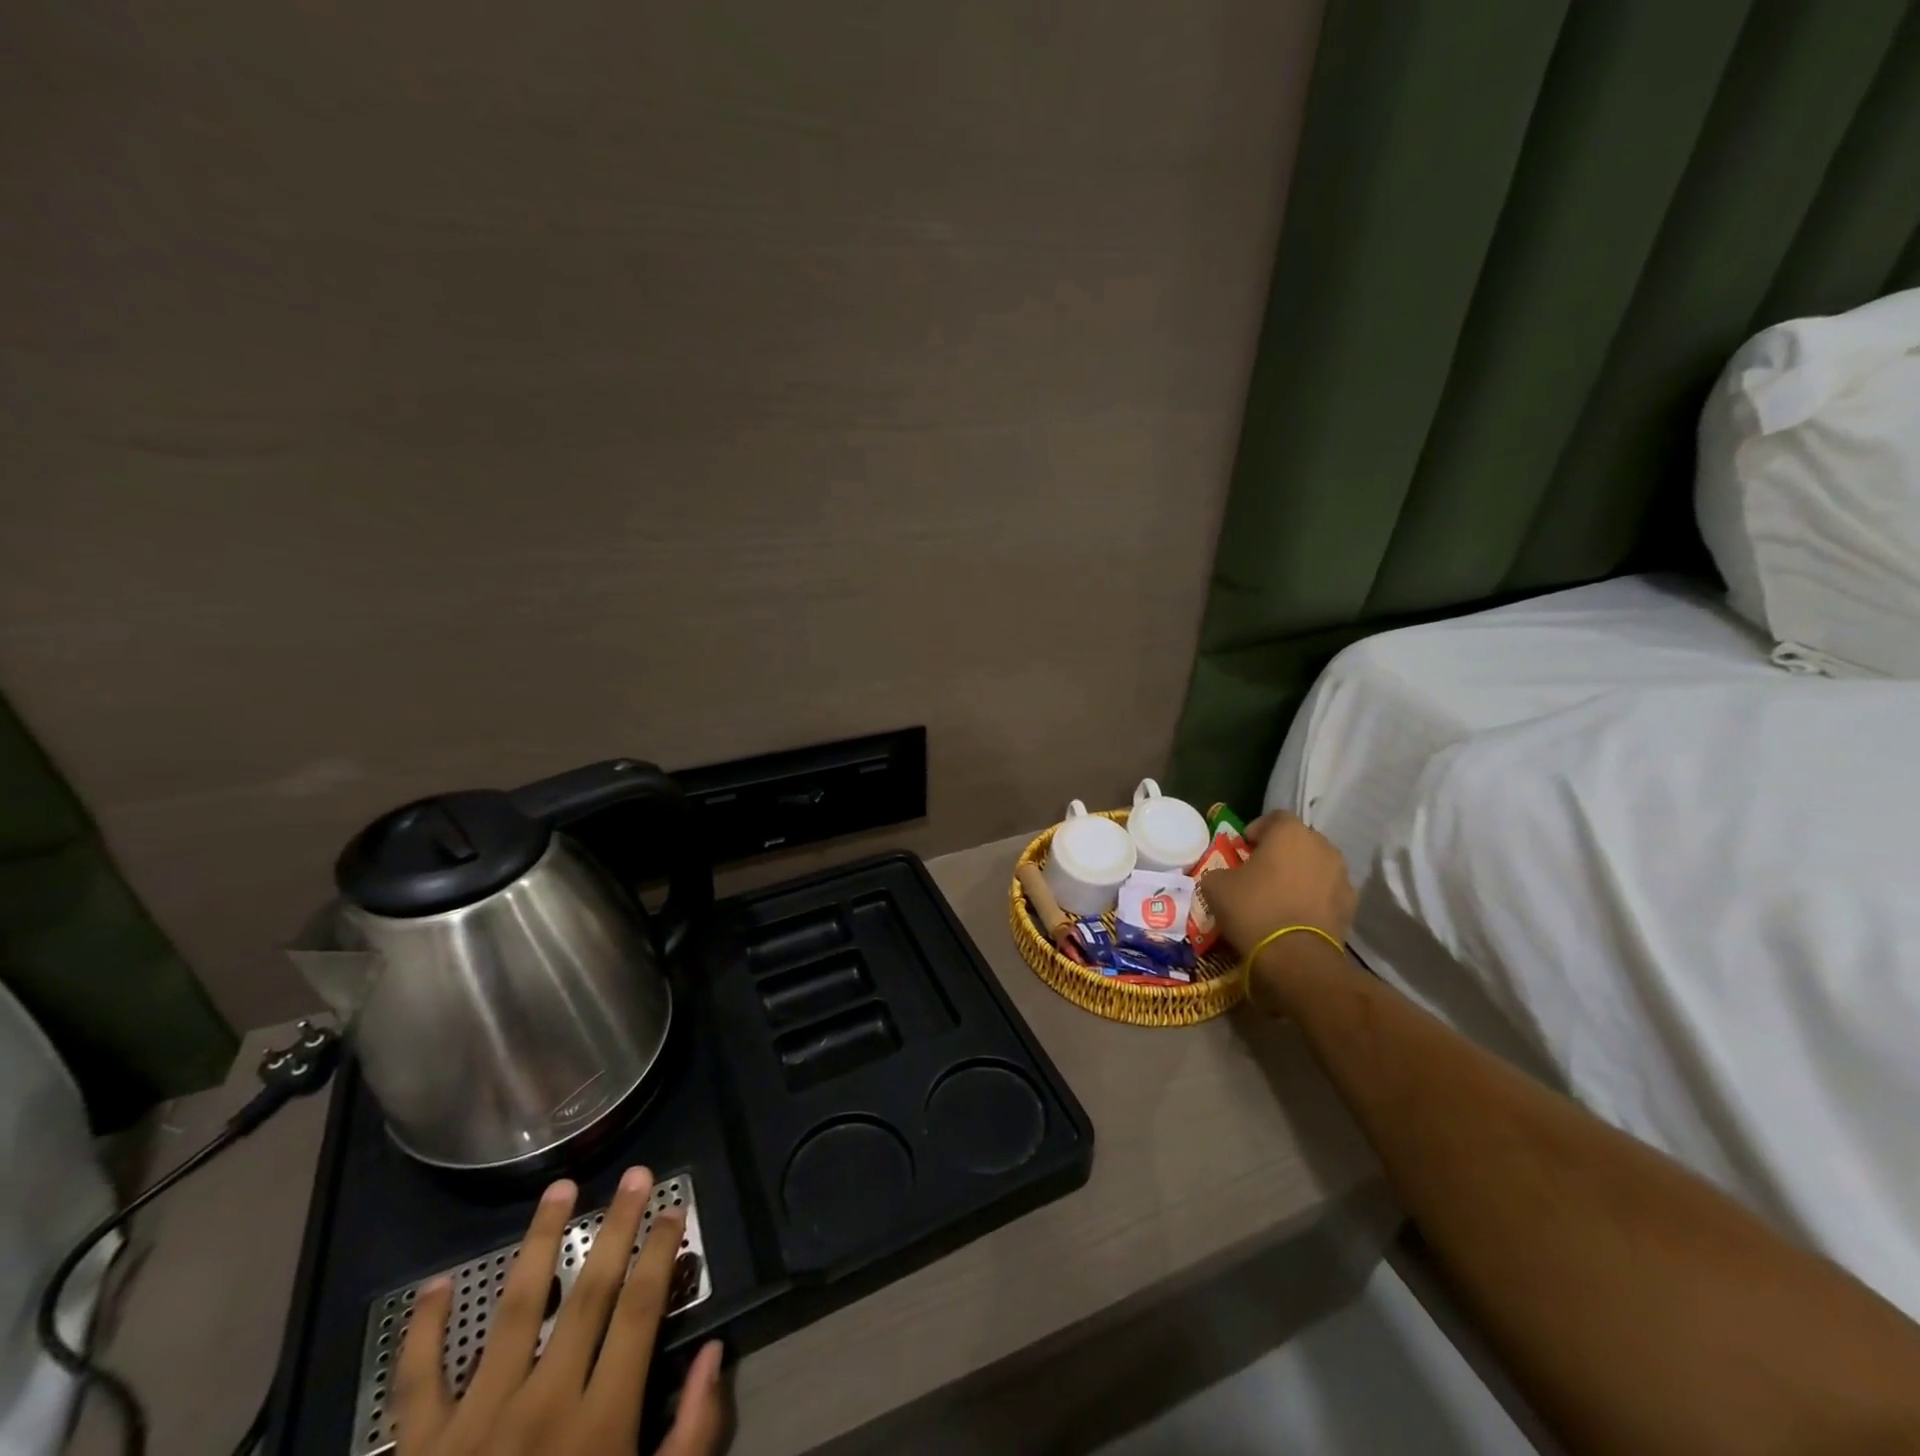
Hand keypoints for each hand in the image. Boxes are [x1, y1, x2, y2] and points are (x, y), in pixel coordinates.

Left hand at [395, 1168, 725, 1455]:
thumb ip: (690, 1439)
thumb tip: (713, 1355)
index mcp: (597, 1425)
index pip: (639, 1312)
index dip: (661, 1254)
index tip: (674, 1209)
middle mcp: (539, 1406)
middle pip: (588, 1294)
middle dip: (617, 1227)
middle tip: (636, 1175)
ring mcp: (472, 1424)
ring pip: (514, 1310)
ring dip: (538, 1243)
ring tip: (559, 1190)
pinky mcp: (415, 1452)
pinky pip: (416, 1380)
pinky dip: (423, 1330)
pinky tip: (435, 1286)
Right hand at [1201, 811, 1355, 971]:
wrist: (1295, 956)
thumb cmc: (1253, 909)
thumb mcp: (1215, 886)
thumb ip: (1220, 871)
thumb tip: (1223, 876)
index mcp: (1290, 832)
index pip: (1274, 817)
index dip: (1256, 830)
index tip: (1243, 849)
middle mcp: (1322, 846)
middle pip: (1298, 840)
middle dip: (1280, 852)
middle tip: (1259, 872)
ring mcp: (1341, 875)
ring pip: (1315, 865)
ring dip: (1299, 874)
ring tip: (1280, 895)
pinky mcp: (1351, 905)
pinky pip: (1327, 891)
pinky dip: (1314, 897)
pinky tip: (1296, 914)